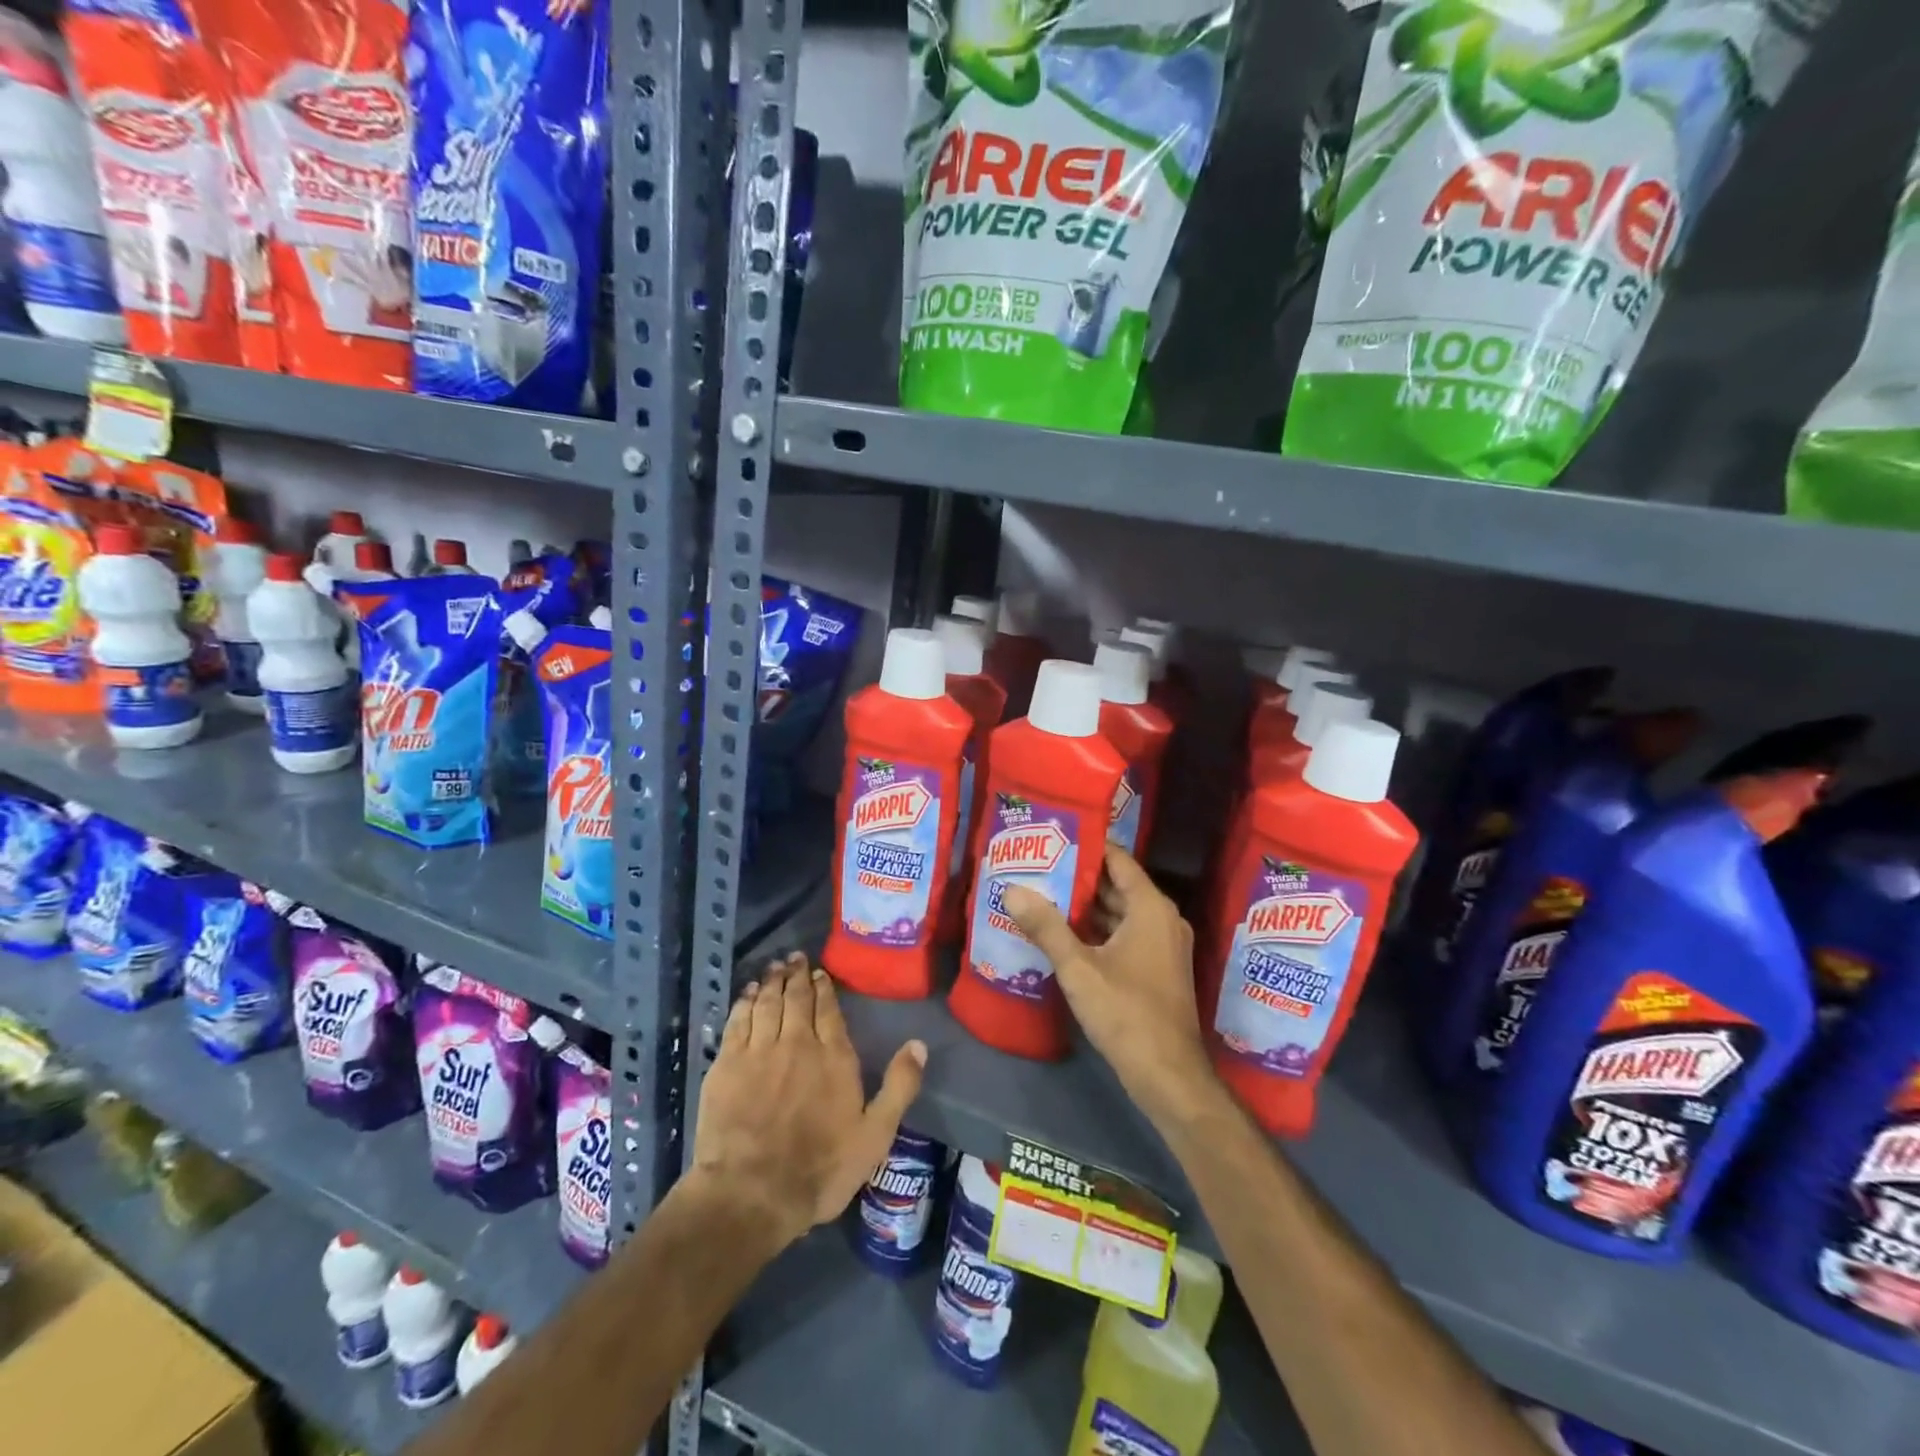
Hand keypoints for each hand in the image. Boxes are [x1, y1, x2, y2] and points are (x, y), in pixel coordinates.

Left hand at [692, 953, 927, 1246]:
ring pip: (768, 1003)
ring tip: (775, 967)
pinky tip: (749, 993)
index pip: (829, 1010)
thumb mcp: (874, 1136)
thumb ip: (898, 1087)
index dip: (824, 988)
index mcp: (833, 1056)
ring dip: (773, 981)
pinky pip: (738, 1021)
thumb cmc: (820, 1169)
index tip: (820, 973)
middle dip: (797, 975)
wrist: (751, 1193)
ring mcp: (758, 1051)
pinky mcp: (727, 1064)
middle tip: (795, 957)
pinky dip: (745, 1002)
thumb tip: (919, 1044)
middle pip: (797, 999)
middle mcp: (797, 1043)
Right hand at [1004, 845, 1214, 1123]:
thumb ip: (1046, 927)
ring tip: (1041, 895)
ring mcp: (1162, 946)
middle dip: (1078, 877)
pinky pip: (1123, 935)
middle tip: (1037, 866)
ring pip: (1119, 913)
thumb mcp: (1079, 968)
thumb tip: (1012, 890)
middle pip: (1117, 885)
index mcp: (1151, 908)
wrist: (1169, 1076)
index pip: (1118, 859)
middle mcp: (1161, 919)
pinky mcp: (1156, 969)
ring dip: (1084, 907)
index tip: (1052, 838)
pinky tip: (1061, 935)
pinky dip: (1096, 931)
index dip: (1087, 846)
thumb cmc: (1127, 1013)